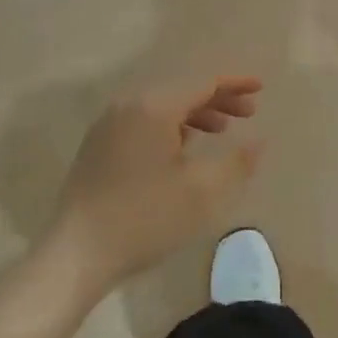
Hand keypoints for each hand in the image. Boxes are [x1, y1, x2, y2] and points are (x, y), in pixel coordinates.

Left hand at [46, 76, 263, 293]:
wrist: (76, 254)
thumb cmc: (145, 219)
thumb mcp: (202, 193)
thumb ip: (237, 162)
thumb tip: (258, 142)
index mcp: (154, 107)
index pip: (203, 82)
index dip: (235, 84)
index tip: (261, 88)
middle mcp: (129, 105)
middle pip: (182, 90)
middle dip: (218, 99)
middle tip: (248, 113)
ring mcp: (109, 124)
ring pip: (162, 106)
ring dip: (195, 113)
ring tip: (221, 131)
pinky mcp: (99, 145)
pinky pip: (144, 121)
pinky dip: (171, 126)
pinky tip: (183, 148)